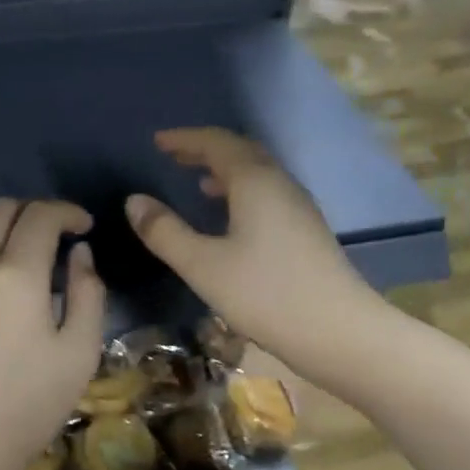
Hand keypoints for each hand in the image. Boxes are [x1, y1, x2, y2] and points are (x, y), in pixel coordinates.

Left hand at [0, 198, 105, 469]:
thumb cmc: (29, 406)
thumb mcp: (80, 353)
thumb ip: (88, 293)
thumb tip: (79, 254)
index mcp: (17, 276)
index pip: (42, 216)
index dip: (68, 212)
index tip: (83, 228)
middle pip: (1, 210)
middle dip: (34, 215)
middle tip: (51, 240)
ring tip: (11, 256)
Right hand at [126, 128, 382, 375]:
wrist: (336, 329)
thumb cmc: (264, 294)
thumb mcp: (203, 265)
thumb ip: (165, 232)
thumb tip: (134, 201)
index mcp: (255, 181)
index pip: (216, 143)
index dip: (185, 139)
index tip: (158, 141)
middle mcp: (280, 184)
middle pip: (242, 153)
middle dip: (206, 151)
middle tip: (176, 157)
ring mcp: (299, 208)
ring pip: (259, 176)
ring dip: (227, 173)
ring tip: (200, 185)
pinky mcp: (307, 232)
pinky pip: (269, 197)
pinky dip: (243, 195)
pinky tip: (234, 221)